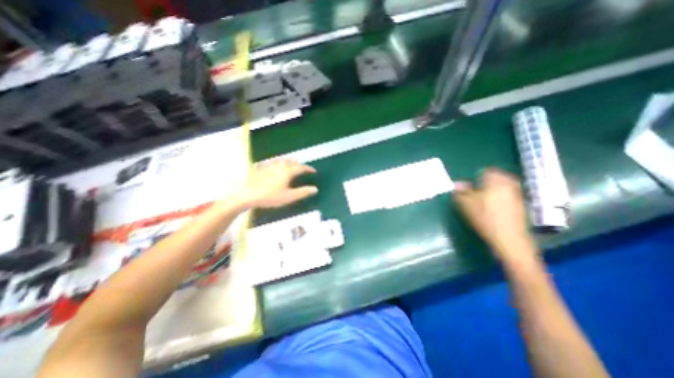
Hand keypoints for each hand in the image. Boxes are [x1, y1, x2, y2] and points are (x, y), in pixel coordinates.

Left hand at [235, 158, 319, 207]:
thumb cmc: (270, 196)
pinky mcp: (262, 167)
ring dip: (290, 163)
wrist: (247, 194)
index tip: (314, 171)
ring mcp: (270, 165)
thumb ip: (303, 192)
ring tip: (292, 168)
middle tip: (303, 170)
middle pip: (292, 162)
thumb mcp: (289, 197)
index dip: (309, 169)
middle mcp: (280, 165)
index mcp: (288, 171)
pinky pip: (275, 162)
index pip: (301, 167)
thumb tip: (315, 189)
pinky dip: (280, 164)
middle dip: (299, 165)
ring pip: (283, 160)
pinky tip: (277, 168)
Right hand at [453, 168, 537, 265]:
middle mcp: (509, 184)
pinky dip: (501, 198)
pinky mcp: (521, 205)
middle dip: (486, 183)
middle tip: (476, 192)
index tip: (470, 186)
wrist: (508, 238)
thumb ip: (460, 192)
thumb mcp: (466, 204)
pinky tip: (493, 208)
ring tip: (483, 200)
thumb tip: (456, 184)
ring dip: (493, 190)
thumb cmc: (485, 218)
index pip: (486, 171)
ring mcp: (517, 195)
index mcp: (495, 181)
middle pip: (496, 178)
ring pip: (503, 187)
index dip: (476, 177)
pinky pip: (508, 195)